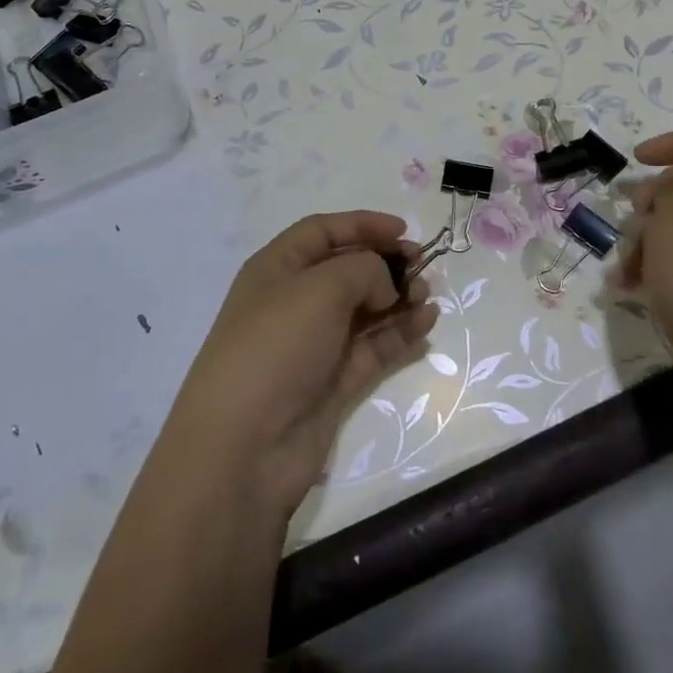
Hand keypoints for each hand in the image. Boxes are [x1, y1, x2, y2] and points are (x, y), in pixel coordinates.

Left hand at [163, 211, 439, 515]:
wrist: (245, 447)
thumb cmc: (276, 347)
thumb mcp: (320, 288)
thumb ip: (364, 270)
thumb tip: (384, 284)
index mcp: (277, 268)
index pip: (322, 231)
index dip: (362, 225)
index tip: (403, 230)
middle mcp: (296, 301)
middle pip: (348, 269)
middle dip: (386, 263)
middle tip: (423, 266)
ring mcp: (316, 343)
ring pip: (366, 308)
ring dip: (398, 297)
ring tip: (427, 295)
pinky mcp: (336, 381)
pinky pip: (375, 346)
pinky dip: (401, 332)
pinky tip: (427, 322)